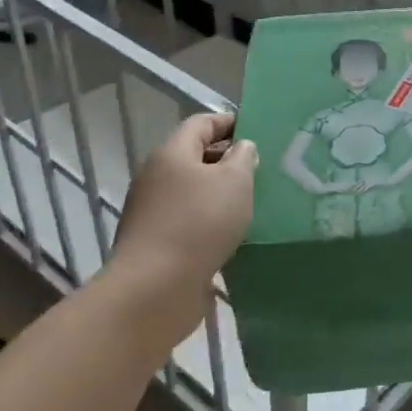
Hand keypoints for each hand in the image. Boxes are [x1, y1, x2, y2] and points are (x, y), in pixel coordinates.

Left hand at [112, 113, 256, 294]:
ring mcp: (151, 211)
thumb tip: (241, 148)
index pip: (201, 123)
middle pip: (194, 156)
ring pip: (191, 190)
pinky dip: (209, 219)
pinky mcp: (154, 242)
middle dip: (227, 158)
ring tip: (251, 201)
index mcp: (172, 153)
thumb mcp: (235, 181)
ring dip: (219, 192)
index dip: (229, 122)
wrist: (156, 288)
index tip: (257, 129)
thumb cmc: (200, 222)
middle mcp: (156, 177)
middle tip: (260, 168)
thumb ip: (243, 158)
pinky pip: (187, 219)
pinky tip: (231, 232)